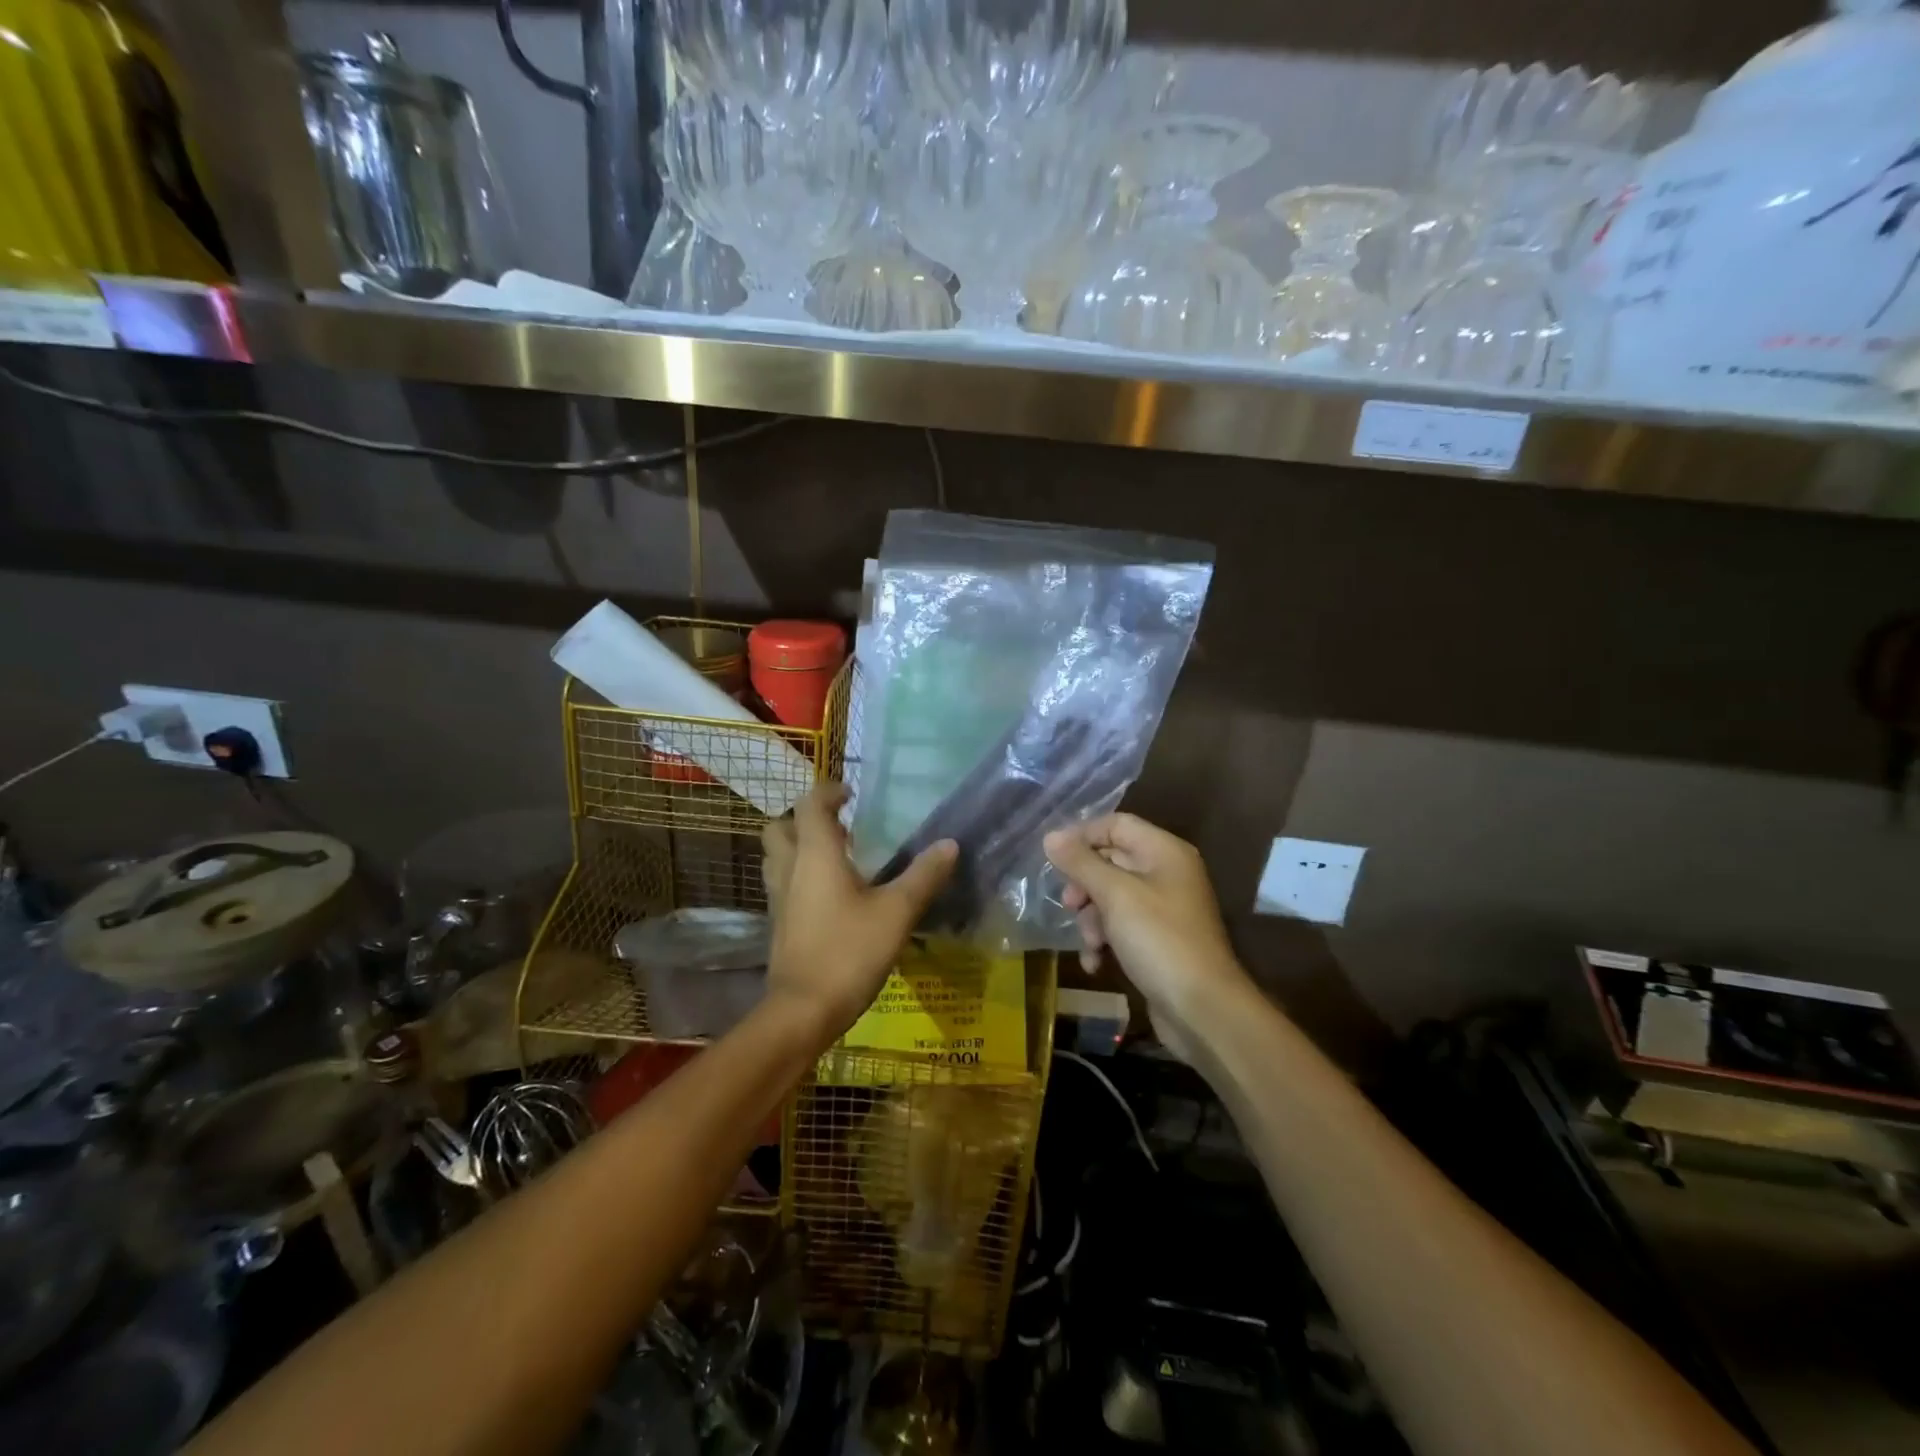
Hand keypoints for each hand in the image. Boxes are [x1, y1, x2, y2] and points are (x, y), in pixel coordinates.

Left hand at [760, 784, 957, 1045]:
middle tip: (841, 828)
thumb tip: (950, 844)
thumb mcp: (897, 912)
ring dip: (799, 847)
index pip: (811, 804)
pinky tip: (832, 896)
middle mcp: (790, 868)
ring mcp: (779, 898)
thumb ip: (923, 876)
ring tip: (838, 858)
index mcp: (815, 854)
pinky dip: (800, 877)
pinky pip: (783, 884)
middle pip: (782, 827)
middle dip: (806, 819)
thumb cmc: (849, 951)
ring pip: (778, 856)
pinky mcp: (779, 923)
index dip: (829, 792)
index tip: (852, 795)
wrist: (803, 1010)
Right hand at [1044, 813, 1249, 1062]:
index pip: (1116, 824)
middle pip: (1111, 861)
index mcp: (1164, 852)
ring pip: (1112, 897)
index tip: (1053, 859)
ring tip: (1089, 943)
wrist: (1202, 1009)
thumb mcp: (1115, 895)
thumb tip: (1050, 836)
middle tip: (1069, 905)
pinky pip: (1122, 926)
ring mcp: (1164, 908)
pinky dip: (1105, 940)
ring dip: (1092, 918)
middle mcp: (1167, 873)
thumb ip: (1081, 863)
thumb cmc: (1159, 940)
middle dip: (1085, 885)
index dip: (1082, 836)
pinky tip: (1095, 963)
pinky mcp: (1158, 940)